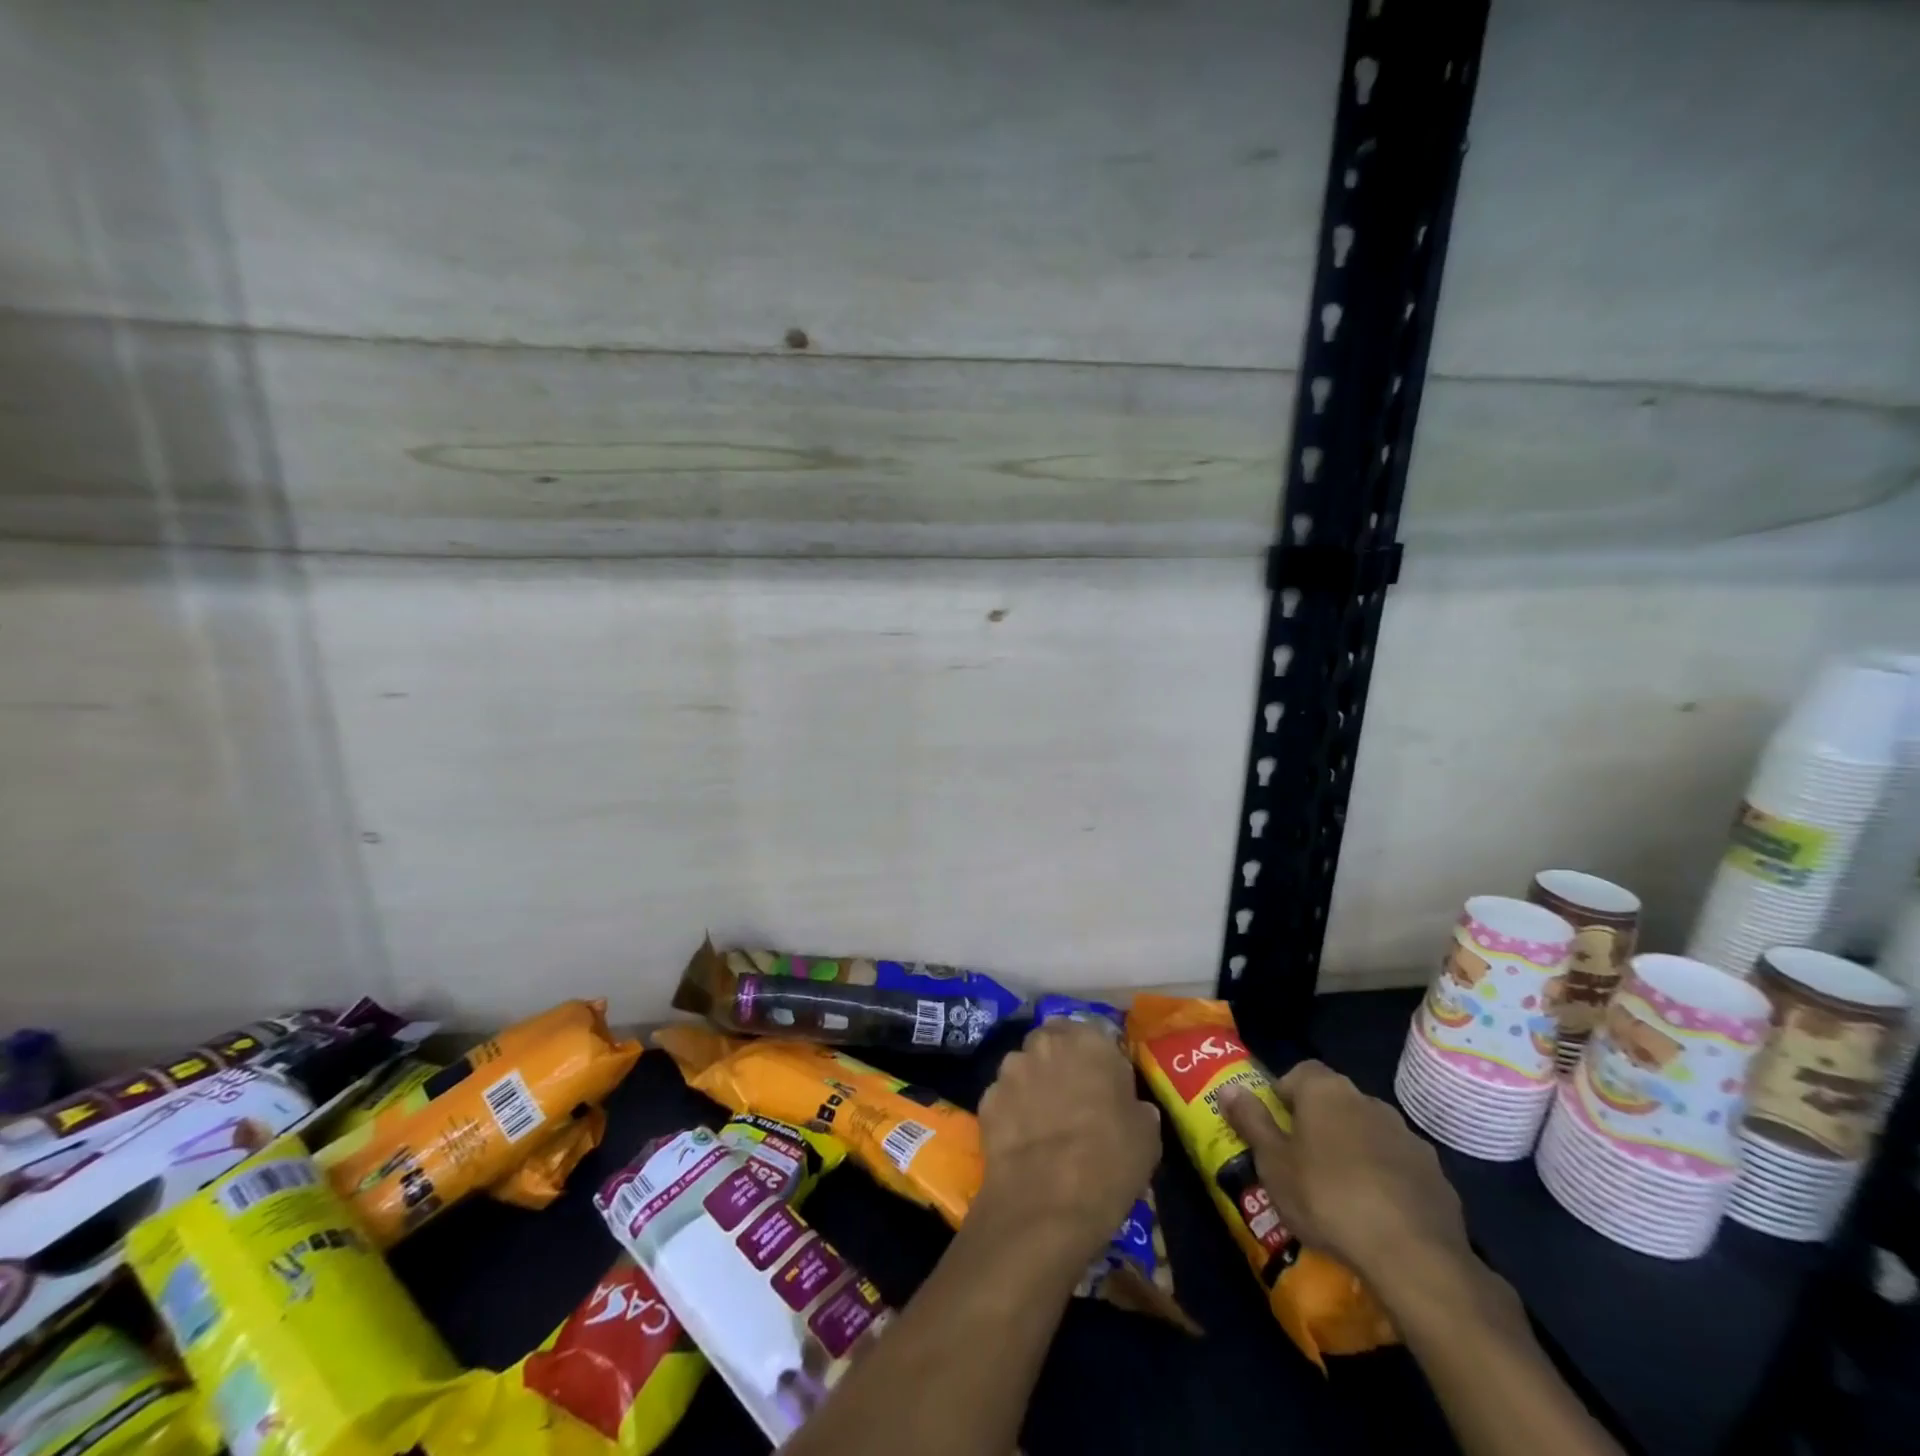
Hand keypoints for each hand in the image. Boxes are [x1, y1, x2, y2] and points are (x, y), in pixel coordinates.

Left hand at [975, 1021, 1159, 1264]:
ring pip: (1024, 1066)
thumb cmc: (1109, 1161)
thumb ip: (1135, 1105)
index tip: (1102, 1081)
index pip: (1093, 1033)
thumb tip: (1129, 1105)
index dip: (1096, 1057)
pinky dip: (1012, 1111)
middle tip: (1072, 1097)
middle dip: (1059, 1061)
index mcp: (1089, 1041)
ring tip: (1043, 1120)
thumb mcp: (1146, 1134)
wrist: (1047, 1202)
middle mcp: (1046, 1043)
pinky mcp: (986, 1098)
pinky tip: (1022, 1139)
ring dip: (1033, 1083)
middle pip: (1052, 1042)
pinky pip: (1004, 1097)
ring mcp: (1011, 1068)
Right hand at [1219, 1060, 1468, 1282]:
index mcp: (1326, 1091)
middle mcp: (1368, 1101)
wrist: (1414, 1256)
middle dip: (1319, 1124)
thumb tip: (1229, 1088)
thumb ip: (1251, 1121)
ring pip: (1369, 1133)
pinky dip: (1385, 1179)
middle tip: (1302, 1162)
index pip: (1300, 1072)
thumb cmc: (1327, 1198)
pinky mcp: (1436, 1176)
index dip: (1285, 1095)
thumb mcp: (1273, 1163)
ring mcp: (1407, 1138)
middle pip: (1335, 1102)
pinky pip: (1398, 1166)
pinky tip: (1377, 1214)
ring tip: (1340, 1193)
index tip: (1277, 1127)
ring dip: (1354, 1150)